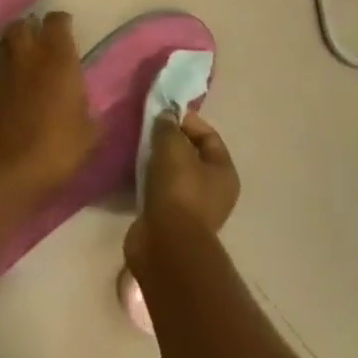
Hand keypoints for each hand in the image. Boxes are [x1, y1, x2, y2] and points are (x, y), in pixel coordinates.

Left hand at [0, 13, 97, 198]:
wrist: (10, 170)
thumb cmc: (59, 148)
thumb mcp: (91, 134)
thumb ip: (91, 111)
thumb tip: (89, 107)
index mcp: (58, 59)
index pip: (56, 21)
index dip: (62, 22)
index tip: (68, 30)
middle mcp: (29, 56)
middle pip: (23, 24)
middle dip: (32, 26)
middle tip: (43, 40)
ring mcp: (5, 71)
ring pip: (7, 43)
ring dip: (17, 45)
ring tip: (29, 60)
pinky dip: (8, 68)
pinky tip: (17, 84)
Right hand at [125, 111, 239, 266]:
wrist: (166, 243)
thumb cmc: (178, 189)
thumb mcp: (172, 147)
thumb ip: (168, 126)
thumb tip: (165, 116)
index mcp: (224, 172)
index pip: (208, 135)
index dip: (186, 120)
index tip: (161, 114)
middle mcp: (214, 190)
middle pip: (190, 154)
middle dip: (168, 140)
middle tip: (146, 130)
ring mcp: (193, 207)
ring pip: (173, 173)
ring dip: (156, 160)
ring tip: (137, 149)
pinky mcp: (172, 220)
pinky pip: (160, 190)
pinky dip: (148, 180)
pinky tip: (133, 172)